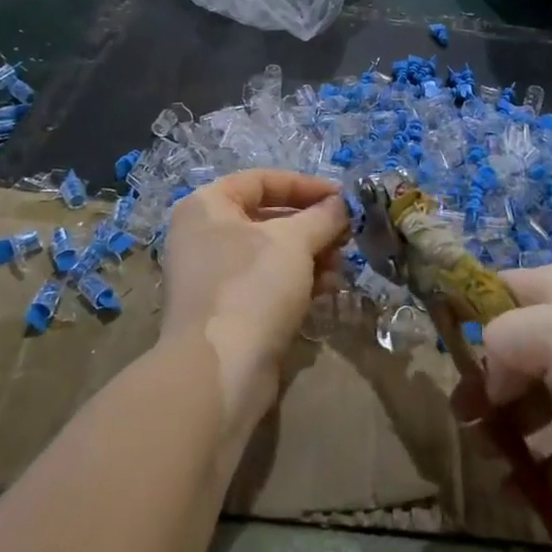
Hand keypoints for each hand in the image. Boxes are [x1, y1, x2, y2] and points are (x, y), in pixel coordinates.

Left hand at [159, 169, 351, 433]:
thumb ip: (322, 216)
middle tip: (347, 234)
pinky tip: (328, 290)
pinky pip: (266, 284)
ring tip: (342, 266)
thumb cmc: (252, 286)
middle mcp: (203, 236)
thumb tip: (342, 204)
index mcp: (207, 206)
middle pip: (267, 218)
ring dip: (311, 255)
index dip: (305, 185)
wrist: (219, 371)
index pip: (262, 180)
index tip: (343, 198)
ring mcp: (212, 276)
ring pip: (271, 253)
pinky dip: (297, 282)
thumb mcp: (294, 241)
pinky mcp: (226, 311)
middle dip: (312, 225)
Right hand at [475, 265, 551, 528]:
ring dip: (508, 428)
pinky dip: (545, 468)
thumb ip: (502, 339)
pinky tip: (523, 492)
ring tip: (487, 459)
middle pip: (516, 349)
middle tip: (461, 419)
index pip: (502, 287)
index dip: (469, 312)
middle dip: (485, 382)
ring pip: (539, 401)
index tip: (442, 350)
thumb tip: (489, 376)